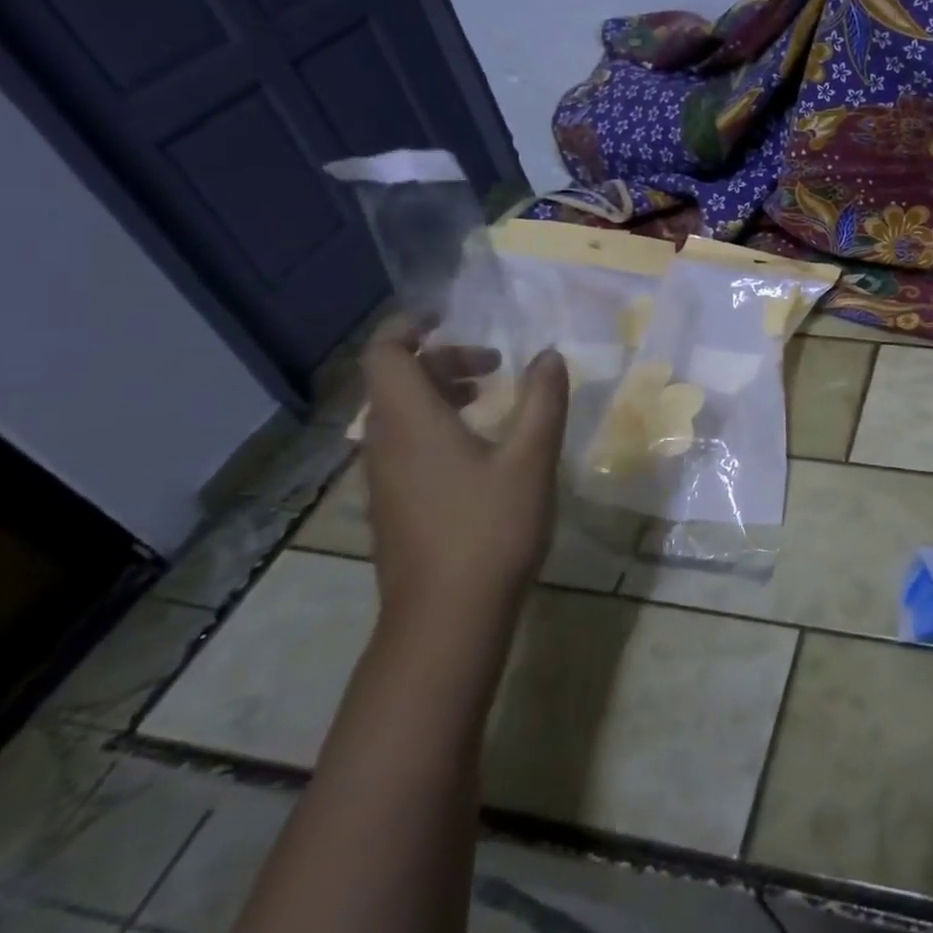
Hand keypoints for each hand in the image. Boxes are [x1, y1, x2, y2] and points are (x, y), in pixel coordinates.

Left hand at [360, 318, 568, 631]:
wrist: (447, 615)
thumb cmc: (489, 528)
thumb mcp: (530, 458)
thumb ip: (543, 401)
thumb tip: (549, 355)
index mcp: (410, 421)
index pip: (386, 353)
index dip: (410, 326)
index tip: (450, 316)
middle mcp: (384, 442)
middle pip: (396, 381)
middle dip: (443, 360)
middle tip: (496, 366)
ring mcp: (383, 477)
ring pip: (400, 414)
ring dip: (441, 393)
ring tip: (491, 400)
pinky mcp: (394, 504)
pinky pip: (405, 444)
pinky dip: (437, 425)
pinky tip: (480, 450)